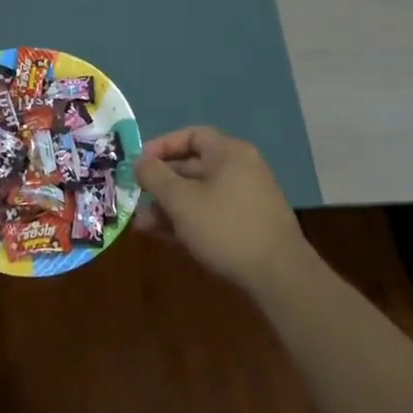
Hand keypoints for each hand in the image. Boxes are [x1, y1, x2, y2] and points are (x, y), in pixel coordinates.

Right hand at [134, 127, 314, 295]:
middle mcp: (240, 169)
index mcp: (229, 153)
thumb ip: (154, 176)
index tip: (138, 165)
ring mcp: (246, 199)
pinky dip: (188, 221)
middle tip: (134, 199)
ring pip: (199, 194)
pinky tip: (164, 237)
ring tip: (142, 226)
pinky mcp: (248, 225)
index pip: (191, 136)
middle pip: (192, 167)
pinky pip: (211, 213)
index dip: (161, 146)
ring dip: (169, 207)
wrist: (278, 277)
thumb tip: (139, 162)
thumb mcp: (180, 200)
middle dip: (160, 184)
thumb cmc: (225, 228)